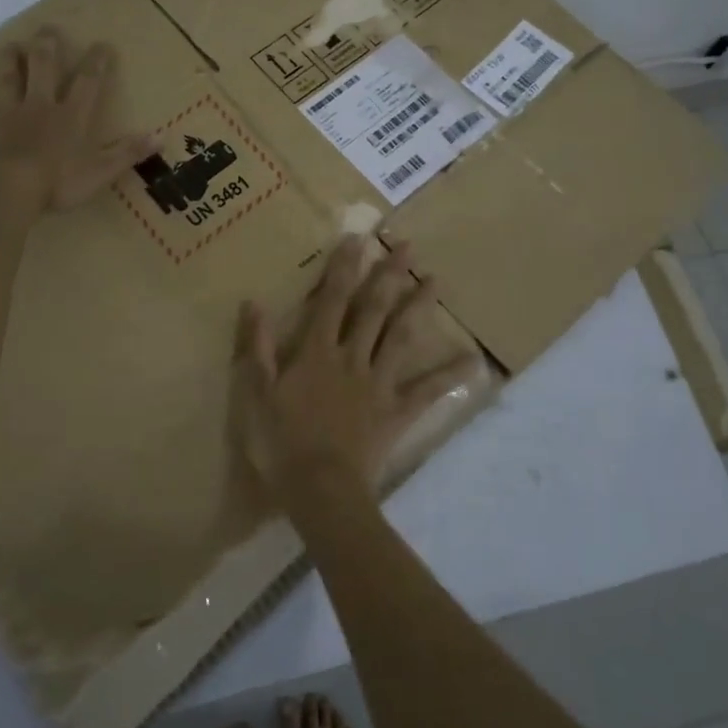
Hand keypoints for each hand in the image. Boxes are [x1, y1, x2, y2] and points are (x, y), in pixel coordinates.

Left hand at [0, 27, 155, 212]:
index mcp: (69, 116)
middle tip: (47, 30)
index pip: (87, 82)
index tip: (102, 44)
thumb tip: (161, 136)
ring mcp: (4, 116)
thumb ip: (128, 153)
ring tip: (9, 47)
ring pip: (5, 81)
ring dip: (8, 64)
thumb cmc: (57, 183)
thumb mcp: (101, 171)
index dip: (97, 63)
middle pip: (42, 69)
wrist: (6, 190)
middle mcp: (37, 107)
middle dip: (46, 48)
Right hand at [231, 236, 477, 511]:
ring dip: (418, 307)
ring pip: (401, 337)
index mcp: (317, 352)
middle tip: (408, 246)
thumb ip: (257, 347)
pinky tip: (473, 361)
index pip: (330, 300)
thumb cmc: (282, 441)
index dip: (343, 267)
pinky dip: (449, 376)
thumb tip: (254, 303)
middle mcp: (352, 358)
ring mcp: (378, 384)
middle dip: (389, 274)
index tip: (357, 239)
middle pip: (373, 309)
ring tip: (435, 280)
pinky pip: (427, 391)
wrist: (319, 488)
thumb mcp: (256, 393)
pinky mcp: (396, 411)